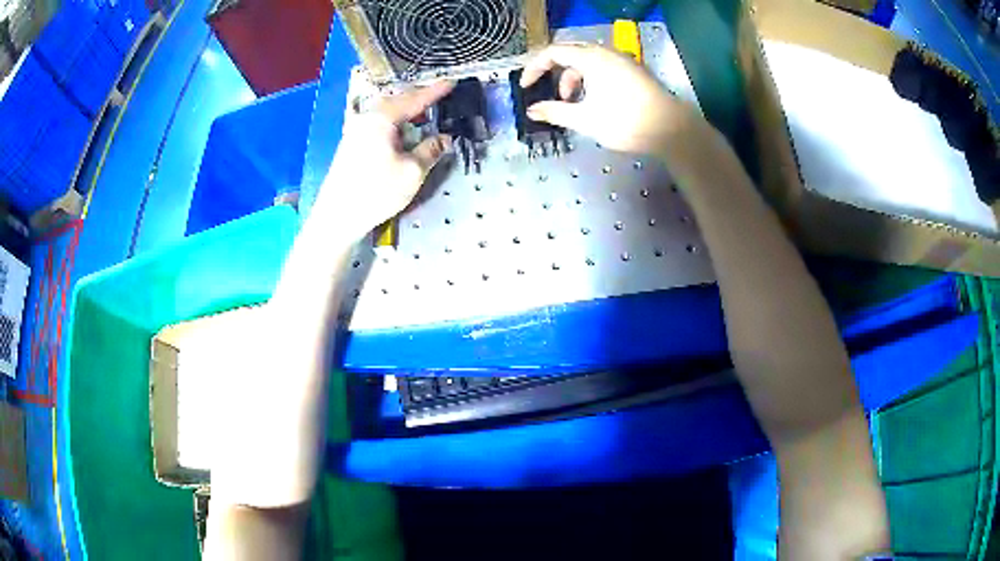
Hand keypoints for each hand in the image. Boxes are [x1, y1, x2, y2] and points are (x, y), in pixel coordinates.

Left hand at [313, 82, 453, 237]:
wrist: (337, 216)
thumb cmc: (376, 192)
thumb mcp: (412, 172)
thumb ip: (430, 150)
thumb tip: (445, 138)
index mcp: (382, 118)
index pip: (414, 99)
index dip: (435, 91)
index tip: (452, 83)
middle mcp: (366, 117)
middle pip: (398, 101)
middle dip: (419, 99)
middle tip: (440, 98)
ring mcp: (355, 129)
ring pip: (386, 112)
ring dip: (406, 112)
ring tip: (424, 115)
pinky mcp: (351, 143)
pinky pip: (378, 123)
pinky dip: (395, 123)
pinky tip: (402, 132)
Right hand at [521, 44, 707, 164]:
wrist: (672, 129)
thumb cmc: (626, 122)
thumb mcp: (585, 119)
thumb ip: (555, 112)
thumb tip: (532, 111)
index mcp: (591, 58)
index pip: (553, 52)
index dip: (534, 68)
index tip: (526, 86)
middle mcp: (606, 53)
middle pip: (571, 53)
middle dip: (556, 74)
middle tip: (553, 96)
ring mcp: (623, 61)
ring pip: (589, 62)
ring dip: (575, 79)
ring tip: (575, 105)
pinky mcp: (635, 72)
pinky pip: (604, 67)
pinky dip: (592, 80)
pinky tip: (596, 102)